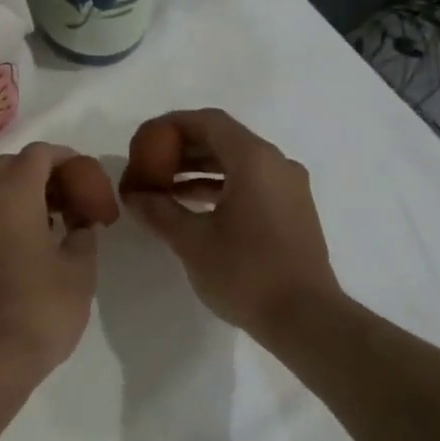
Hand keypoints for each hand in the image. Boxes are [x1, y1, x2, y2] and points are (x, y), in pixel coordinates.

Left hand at [0, 142, 99, 388]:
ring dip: (25, 193)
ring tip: (59, 220)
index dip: (66, 157)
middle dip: (43, 171)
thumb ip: (83, 235)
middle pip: (10, 166)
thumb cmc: (40, 309)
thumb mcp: (79, 270)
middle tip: (73, 195)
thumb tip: (79, 224)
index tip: (88, 177)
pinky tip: (36, 244)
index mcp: (13, 198)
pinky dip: (11, 215)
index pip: (37, 154)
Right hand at [122, 109, 342, 340]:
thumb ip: (158, 211)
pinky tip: (192, 207)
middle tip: (148, 166)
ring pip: (237, 164)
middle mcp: (276, 164)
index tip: (143, 140)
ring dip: (199, 170)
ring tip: (163, 188)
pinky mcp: (292, 211)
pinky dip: (220, 188)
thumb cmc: (246, 273)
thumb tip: (133, 195)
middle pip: (223, 140)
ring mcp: (289, 188)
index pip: (208, 122)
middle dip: (183, 149)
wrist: (305, 318)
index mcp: (254, 160)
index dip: (171, 125)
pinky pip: (251, 184)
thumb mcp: (192, 241)